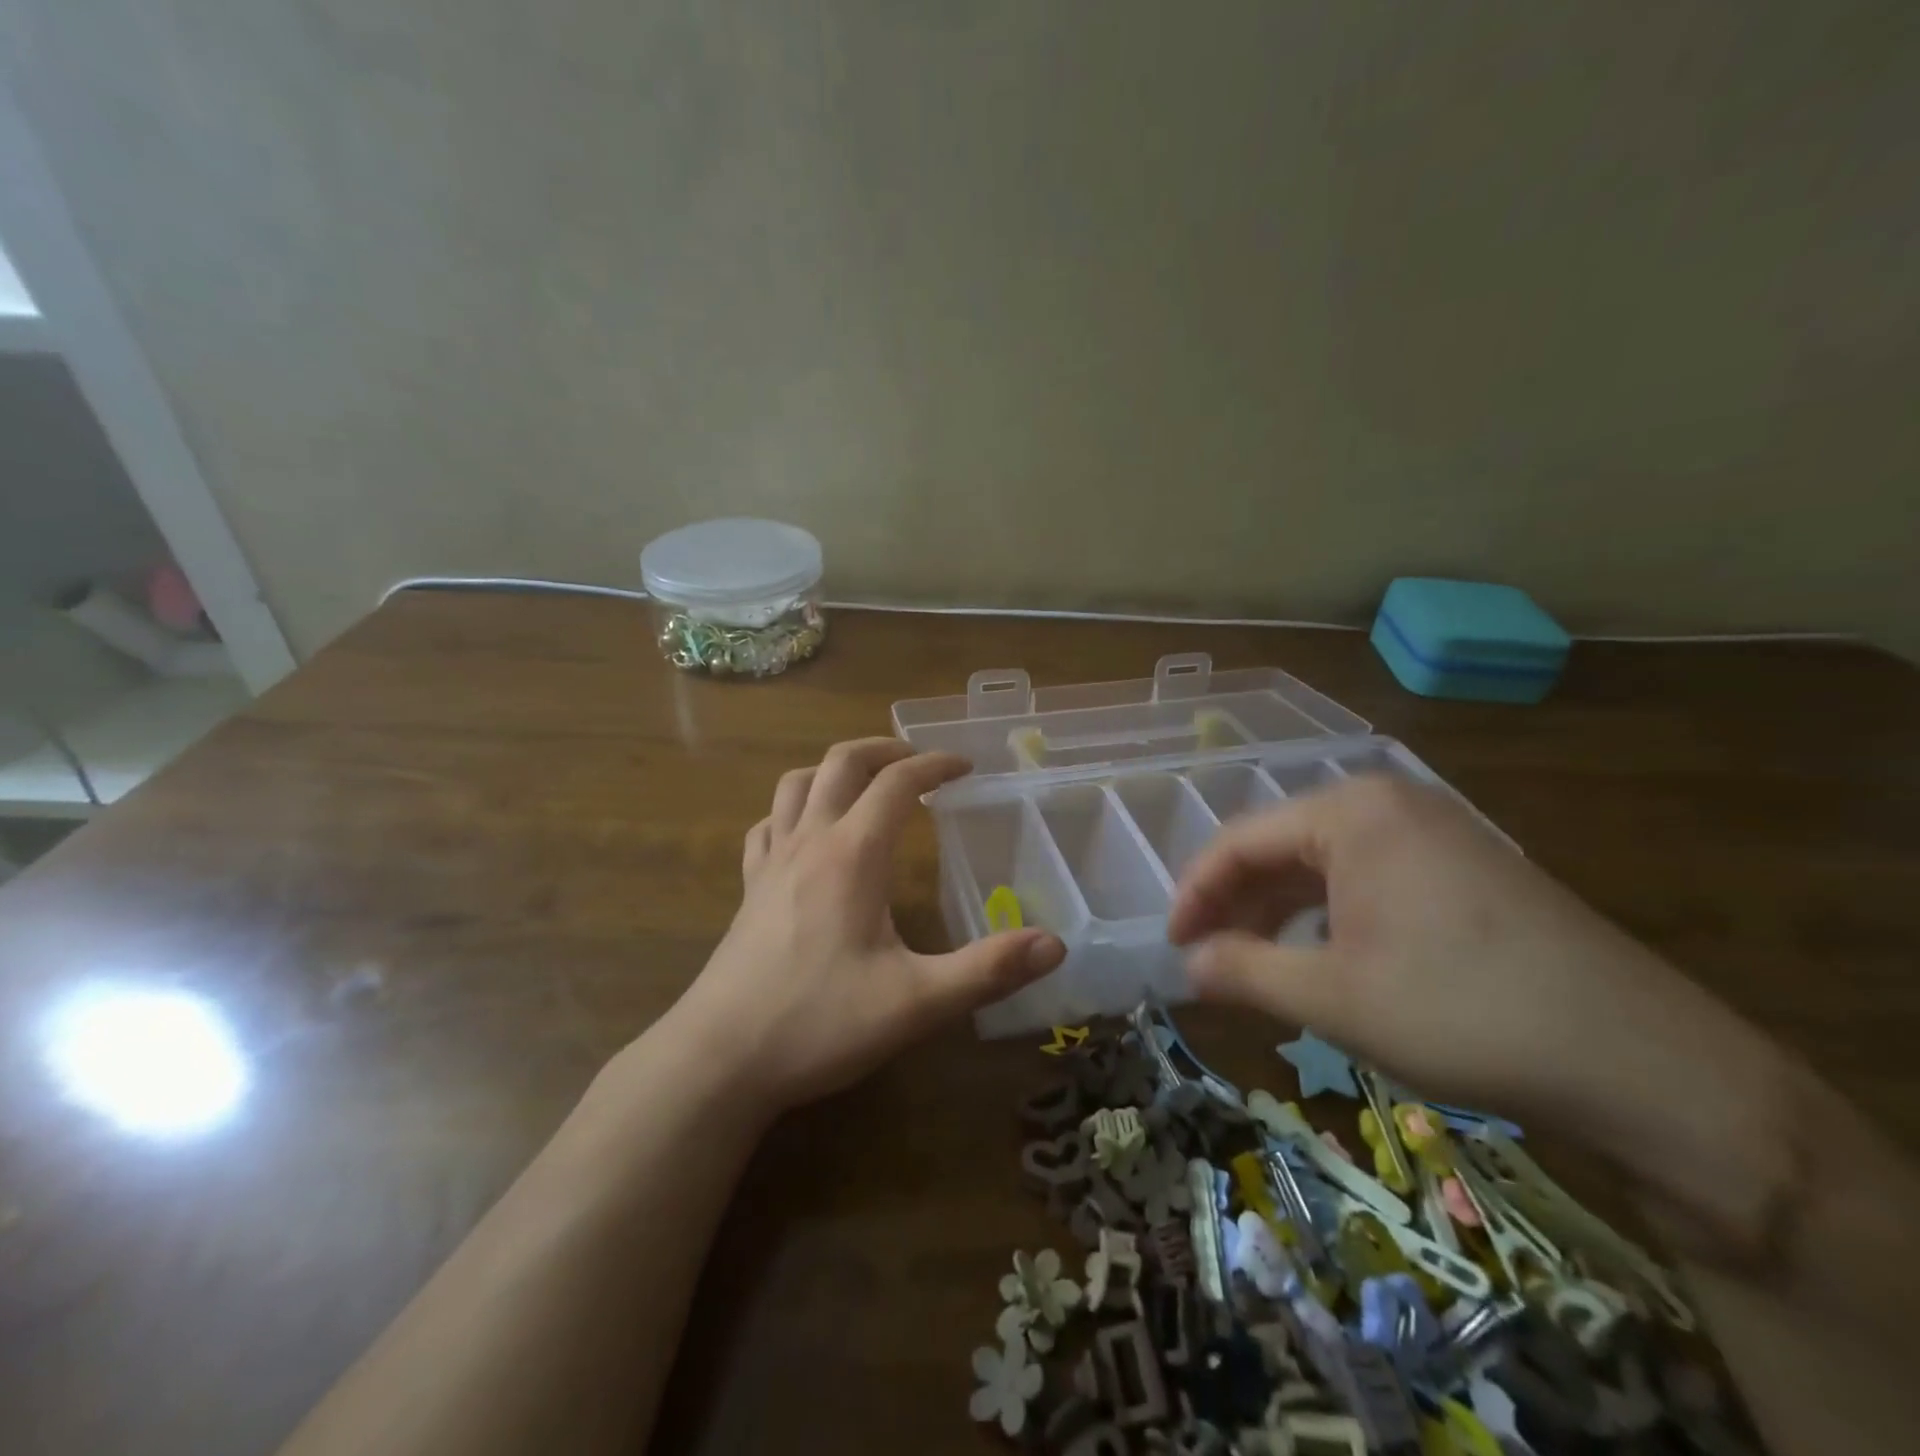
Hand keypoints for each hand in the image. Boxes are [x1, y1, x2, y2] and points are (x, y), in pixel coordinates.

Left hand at [670, 739, 1065, 1115]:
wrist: (719, 1060)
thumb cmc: (819, 1023)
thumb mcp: (917, 1002)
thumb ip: (988, 970)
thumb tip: (1055, 945)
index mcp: (853, 854)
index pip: (898, 783)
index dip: (935, 765)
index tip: (966, 767)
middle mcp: (809, 842)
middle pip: (842, 763)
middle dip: (884, 750)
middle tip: (918, 762)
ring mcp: (770, 863)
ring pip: (797, 784)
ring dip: (835, 769)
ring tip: (865, 784)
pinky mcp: (747, 890)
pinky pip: (767, 825)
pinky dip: (793, 810)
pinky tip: (806, 833)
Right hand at [1168, 774, 1756, 1133]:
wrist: (1645, 1063)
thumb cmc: (1463, 1013)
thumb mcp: (1332, 998)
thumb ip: (1243, 972)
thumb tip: (1187, 965)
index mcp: (1351, 812)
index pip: (1240, 841)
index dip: (1195, 893)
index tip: (1172, 944)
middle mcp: (1389, 803)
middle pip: (1280, 846)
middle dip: (1236, 903)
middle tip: (1207, 958)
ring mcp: (1433, 831)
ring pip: (1324, 863)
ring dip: (1278, 911)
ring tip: (1254, 963)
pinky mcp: (1465, 866)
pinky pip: (1368, 877)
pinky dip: (1327, 914)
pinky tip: (1321, 956)